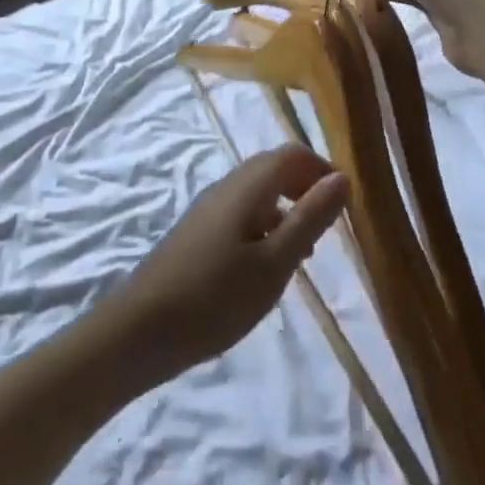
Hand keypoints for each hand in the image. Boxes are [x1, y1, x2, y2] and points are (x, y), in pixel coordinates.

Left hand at [108, 145, 348, 381]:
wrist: (139, 330)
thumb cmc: (214, 297)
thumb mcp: (274, 263)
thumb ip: (309, 218)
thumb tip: (342, 177)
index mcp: (248, 185)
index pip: (292, 154)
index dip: (322, 169)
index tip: (344, 204)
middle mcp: (228, 185)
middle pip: (275, 168)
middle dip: (306, 188)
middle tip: (328, 228)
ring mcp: (209, 207)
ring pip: (258, 192)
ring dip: (287, 209)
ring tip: (304, 252)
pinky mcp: (198, 231)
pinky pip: (242, 212)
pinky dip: (265, 225)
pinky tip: (266, 266)